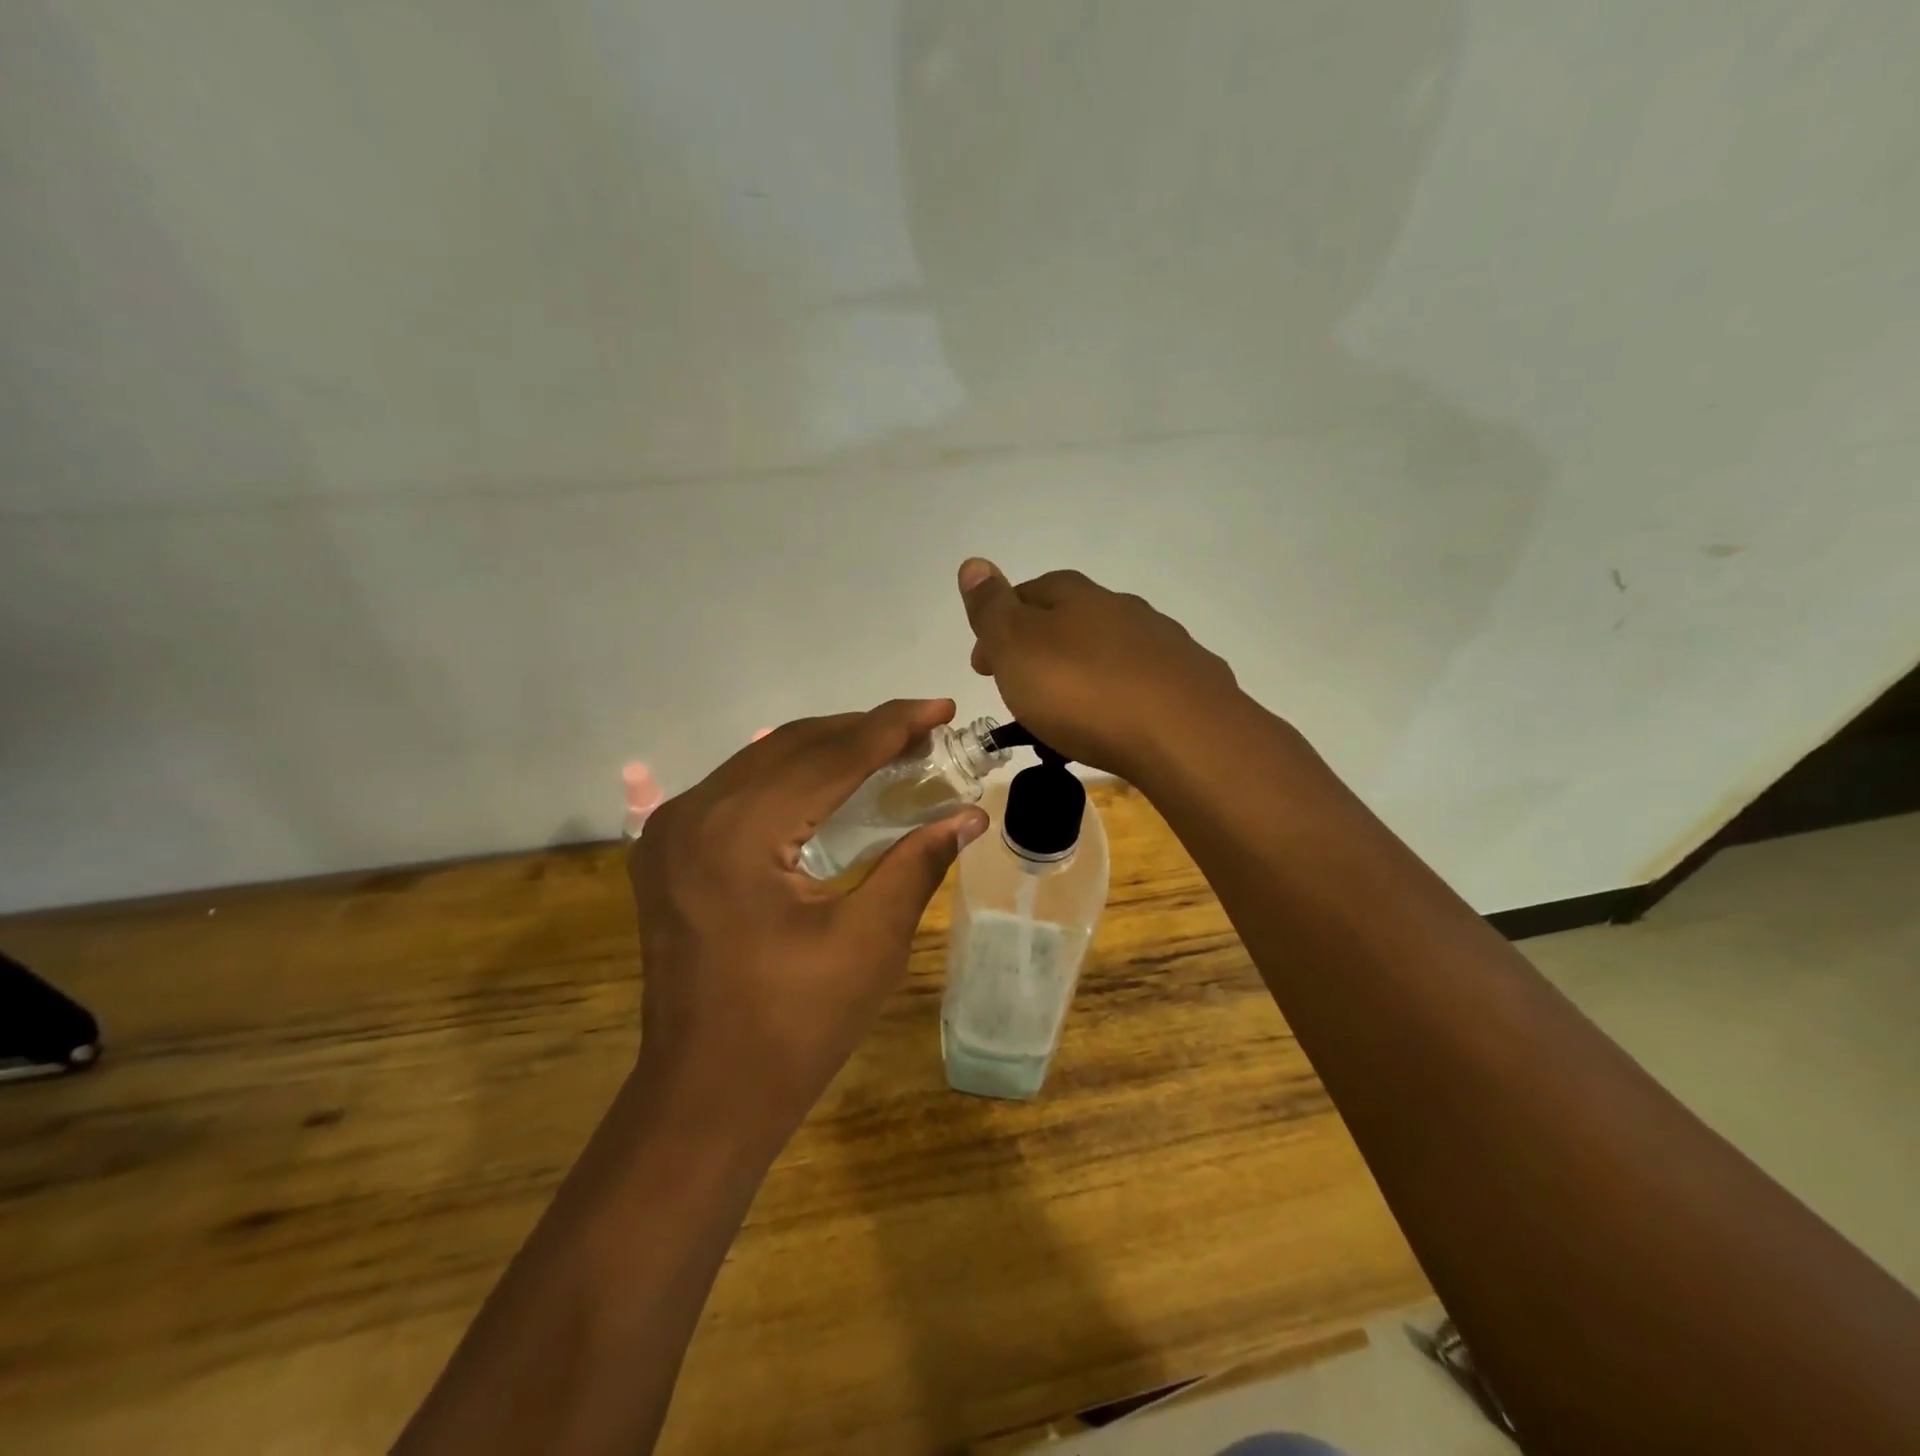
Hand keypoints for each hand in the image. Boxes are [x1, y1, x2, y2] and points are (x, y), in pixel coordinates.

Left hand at [627, 700, 985, 1142]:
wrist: (704, 1096)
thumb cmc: (793, 1027)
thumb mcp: (869, 942)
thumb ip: (917, 863)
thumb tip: (969, 815)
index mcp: (738, 832)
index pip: (830, 755)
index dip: (892, 726)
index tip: (941, 707)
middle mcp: (694, 813)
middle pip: (793, 746)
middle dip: (862, 731)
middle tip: (924, 731)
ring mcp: (670, 831)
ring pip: (762, 761)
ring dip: (828, 749)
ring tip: (889, 749)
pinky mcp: (668, 851)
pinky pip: (739, 789)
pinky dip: (792, 776)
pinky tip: (831, 782)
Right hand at [958, 559, 1240, 779]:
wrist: (1183, 735)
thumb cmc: (1082, 691)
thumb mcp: (1016, 647)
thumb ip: (991, 608)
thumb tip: (973, 563)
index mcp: (1076, 597)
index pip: (1029, 592)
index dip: (1000, 624)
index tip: (983, 666)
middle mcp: (1122, 609)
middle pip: (1072, 620)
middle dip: (1042, 649)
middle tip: (1021, 691)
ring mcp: (1163, 644)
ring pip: (1110, 651)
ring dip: (1083, 673)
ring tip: (1068, 716)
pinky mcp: (1191, 682)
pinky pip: (1143, 684)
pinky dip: (1122, 697)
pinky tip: (1118, 724)